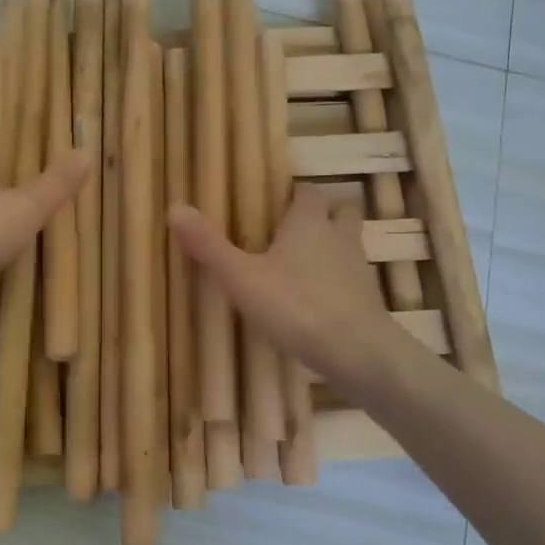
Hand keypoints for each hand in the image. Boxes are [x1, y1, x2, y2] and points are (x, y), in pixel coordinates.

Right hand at [169, 185, 411, 396]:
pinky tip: (317, 304)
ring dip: (332, 250)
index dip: (295, 194)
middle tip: (293, 233)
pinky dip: (339, 284)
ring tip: (304, 268)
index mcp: (309, 222)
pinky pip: (353, 281)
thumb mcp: (241, 277)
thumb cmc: (296, 305)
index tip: (276, 202)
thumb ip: (209, 246)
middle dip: (323, 217)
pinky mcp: (369, 301)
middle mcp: (339, 237)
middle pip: (341, 212)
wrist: (358, 352)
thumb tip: (175, 207)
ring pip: (349, 246)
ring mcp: (359, 269)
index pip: (309, 191)